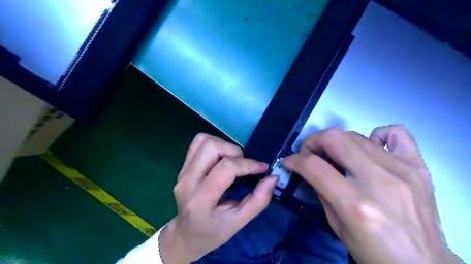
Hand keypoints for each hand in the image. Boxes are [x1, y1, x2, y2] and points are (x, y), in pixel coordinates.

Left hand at [159, 134, 276, 263]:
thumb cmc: (212, 233)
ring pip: (204, 141)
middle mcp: (188, 181)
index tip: (263, 169)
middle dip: (235, 151)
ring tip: (233, 161)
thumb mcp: (238, 223)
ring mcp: (182, 172)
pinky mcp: (182, 167)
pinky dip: (214, 145)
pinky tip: (221, 159)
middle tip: (243, 166)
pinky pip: (198, 144)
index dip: (248, 164)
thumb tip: (273, 177)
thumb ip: (258, 201)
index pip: (226, 168)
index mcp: (201, 200)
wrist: (185, 235)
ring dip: (224, 146)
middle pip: (212, 147)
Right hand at [281, 125, 462, 263]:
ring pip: (356, 135)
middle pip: (335, 138)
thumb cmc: (374, 251)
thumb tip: (308, 170)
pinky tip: (370, 149)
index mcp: (356, 205)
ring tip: (335, 156)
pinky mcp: (418, 167)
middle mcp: (379, 182)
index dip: (295, 160)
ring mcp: (402, 170)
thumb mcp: (336, 226)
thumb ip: (321, 192)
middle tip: (309, 153)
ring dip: (336, 142)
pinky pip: (395, 133)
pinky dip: (376, 135)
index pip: (314, 166)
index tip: (289, 162)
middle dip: (313, 142)